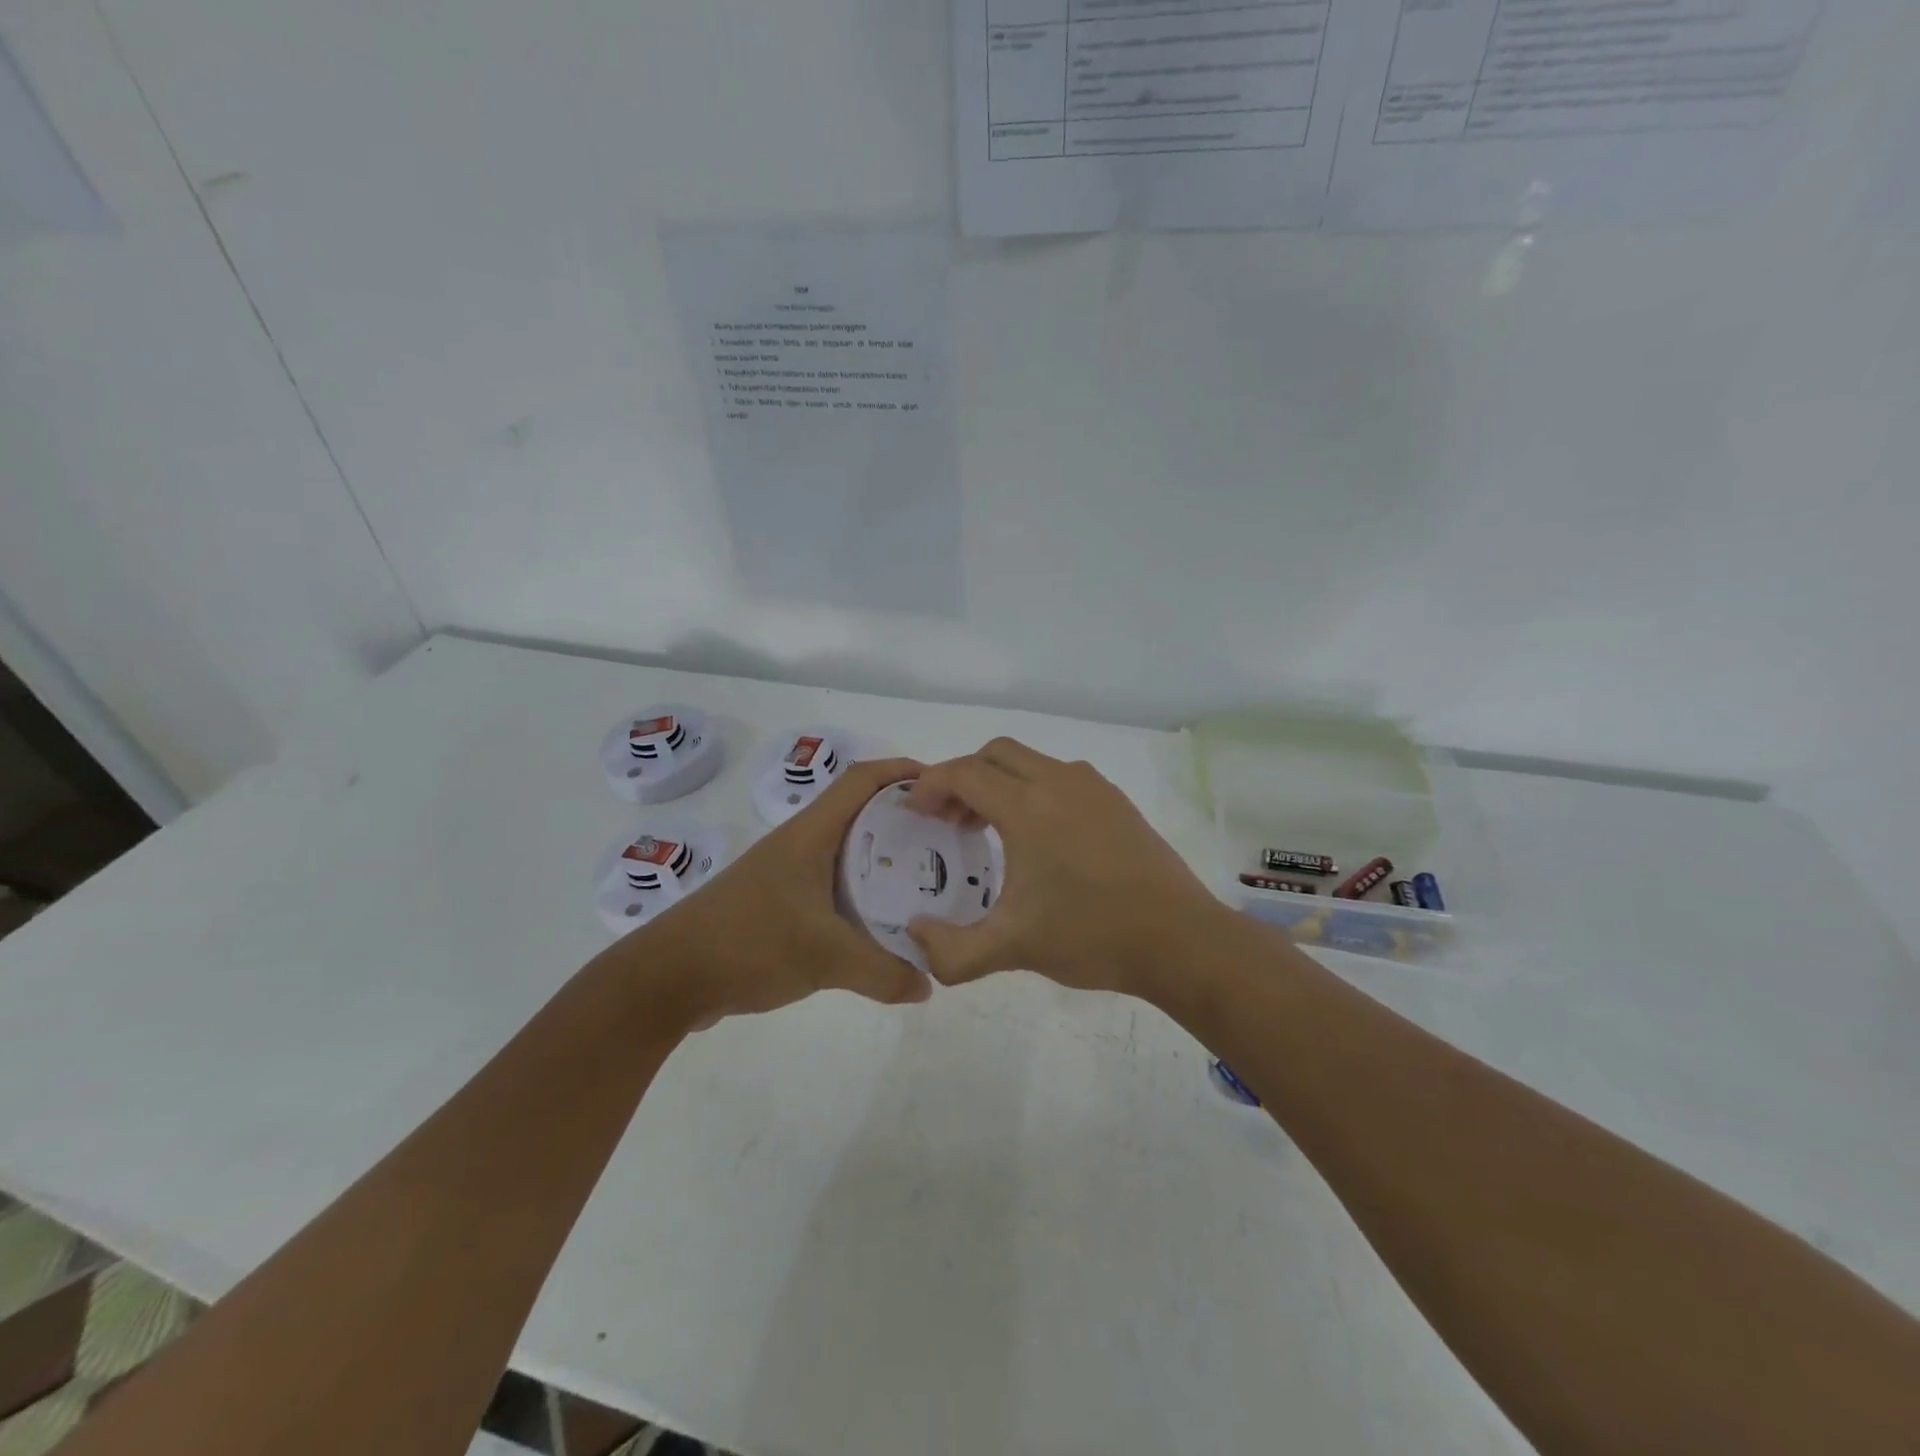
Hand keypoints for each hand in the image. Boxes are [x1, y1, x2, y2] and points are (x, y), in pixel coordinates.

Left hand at [631, 758, 934, 1026]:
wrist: (667, 978)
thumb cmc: (748, 943)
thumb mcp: (824, 958)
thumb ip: (883, 972)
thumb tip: (929, 984)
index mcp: (810, 834)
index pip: (861, 779)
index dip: (901, 772)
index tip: (943, 786)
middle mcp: (799, 844)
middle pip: (859, 811)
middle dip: (903, 817)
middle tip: (945, 838)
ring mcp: (785, 874)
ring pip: (845, 850)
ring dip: (882, 856)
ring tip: (923, 878)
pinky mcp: (776, 903)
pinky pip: (830, 884)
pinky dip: (860, 891)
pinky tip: (878, 920)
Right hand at [903, 738, 1227, 1003]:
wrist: (1180, 939)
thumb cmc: (1091, 936)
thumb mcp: (1012, 949)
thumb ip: (952, 951)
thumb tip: (915, 937)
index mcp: (1029, 807)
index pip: (965, 773)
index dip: (931, 786)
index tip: (916, 813)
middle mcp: (1059, 782)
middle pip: (996, 753)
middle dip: (963, 777)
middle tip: (949, 819)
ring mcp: (1093, 788)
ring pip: (1031, 761)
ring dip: (1000, 782)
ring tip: (989, 828)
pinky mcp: (1116, 801)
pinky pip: (1061, 776)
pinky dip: (1033, 789)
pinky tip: (1039, 837)